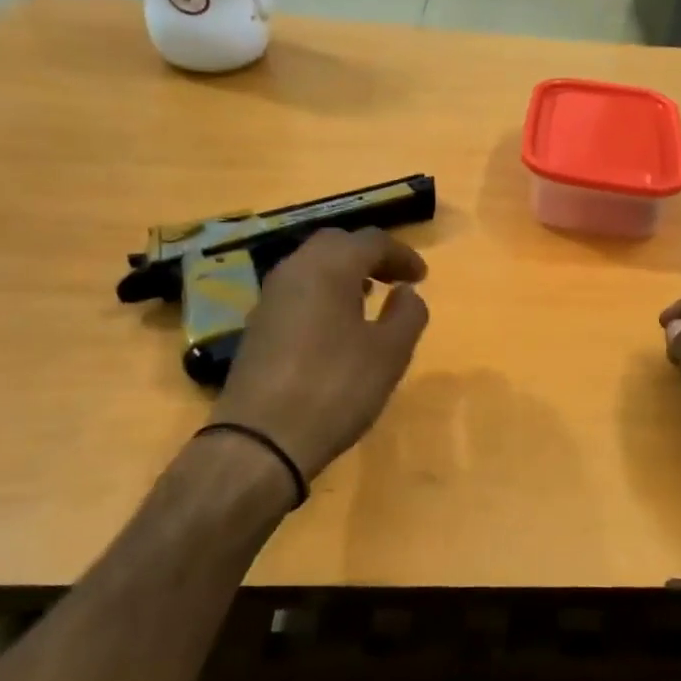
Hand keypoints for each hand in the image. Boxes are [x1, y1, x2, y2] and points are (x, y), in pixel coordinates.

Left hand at [209, 227, 429, 479]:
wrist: (261, 440)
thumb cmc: (336, 388)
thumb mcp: (389, 353)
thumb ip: (407, 314)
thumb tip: (407, 292)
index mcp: (329, 268)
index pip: (371, 241)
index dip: (402, 254)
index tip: (422, 278)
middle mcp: (294, 271)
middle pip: (336, 244)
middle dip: (369, 256)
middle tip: (395, 280)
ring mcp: (269, 298)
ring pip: (312, 266)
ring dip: (344, 273)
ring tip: (369, 299)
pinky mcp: (258, 326)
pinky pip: (297, 292)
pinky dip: (323, 294)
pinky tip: (337, 326)